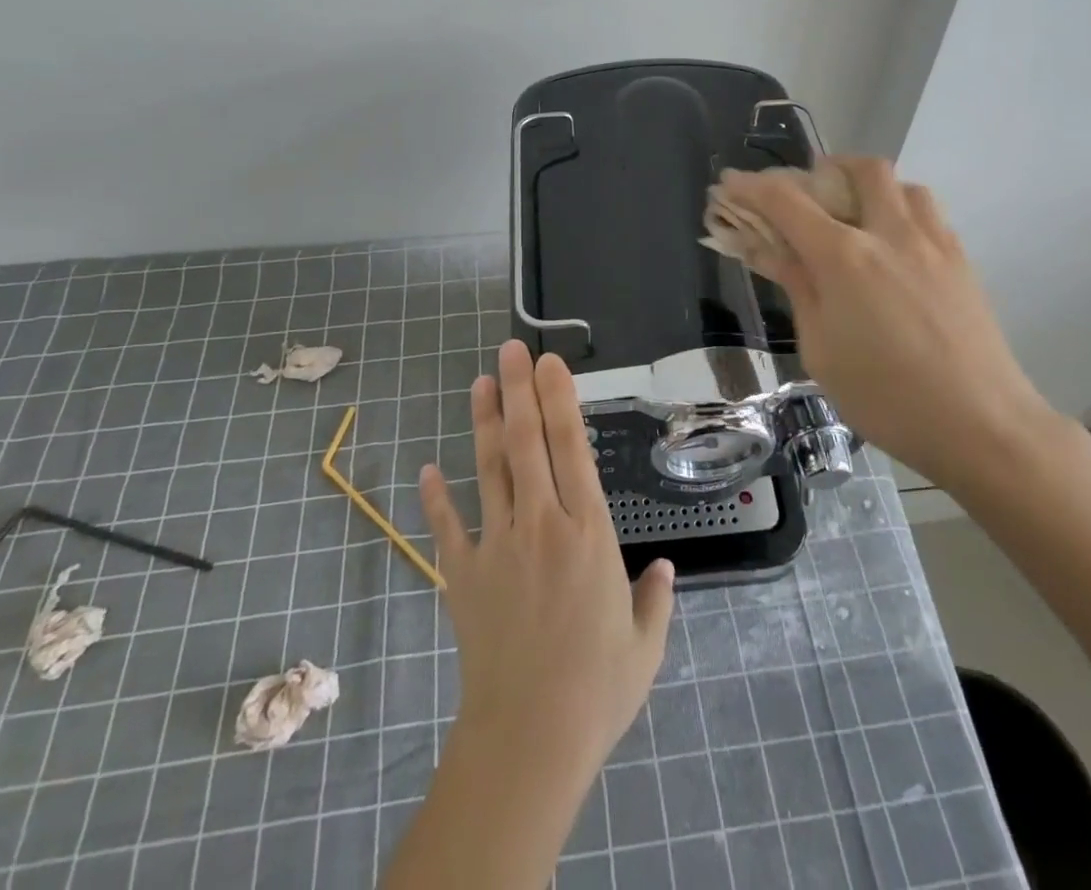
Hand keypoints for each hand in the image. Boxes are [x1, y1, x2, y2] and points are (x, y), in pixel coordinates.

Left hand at [419, 339, 674, 776]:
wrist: (528, 740)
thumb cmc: (597, 689)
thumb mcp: (644, 644)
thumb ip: (655, 598)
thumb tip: (664, 569)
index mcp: (588, 532)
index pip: (571, 448)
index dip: (559, 399)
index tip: (549, 363)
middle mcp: (541, 524)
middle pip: (527, 443)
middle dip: (519, 391)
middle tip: (511, 350)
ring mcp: (496, 546)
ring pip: (489, 469)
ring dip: (484, 424)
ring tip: (480, 383)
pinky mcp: (462, 576)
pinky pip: (446, 528)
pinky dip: (435, 498)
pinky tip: (426, 469)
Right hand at [716, 157, 1052, 491]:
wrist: (981, 425)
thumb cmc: (885, 398)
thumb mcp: (820, 349)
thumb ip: (797, 287)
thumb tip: (768, 248)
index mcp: (844, 257)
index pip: (785, 201)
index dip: (751, 186)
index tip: (729, 183)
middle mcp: (889, 233)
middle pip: (858, 170)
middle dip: (822, 170)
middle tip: (802, 195)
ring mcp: (933, 242)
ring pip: (900, 184)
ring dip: (868, 186)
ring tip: (852, 217)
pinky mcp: (962, 260)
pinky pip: (927, 211)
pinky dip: (899, 209)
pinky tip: (892, 247)